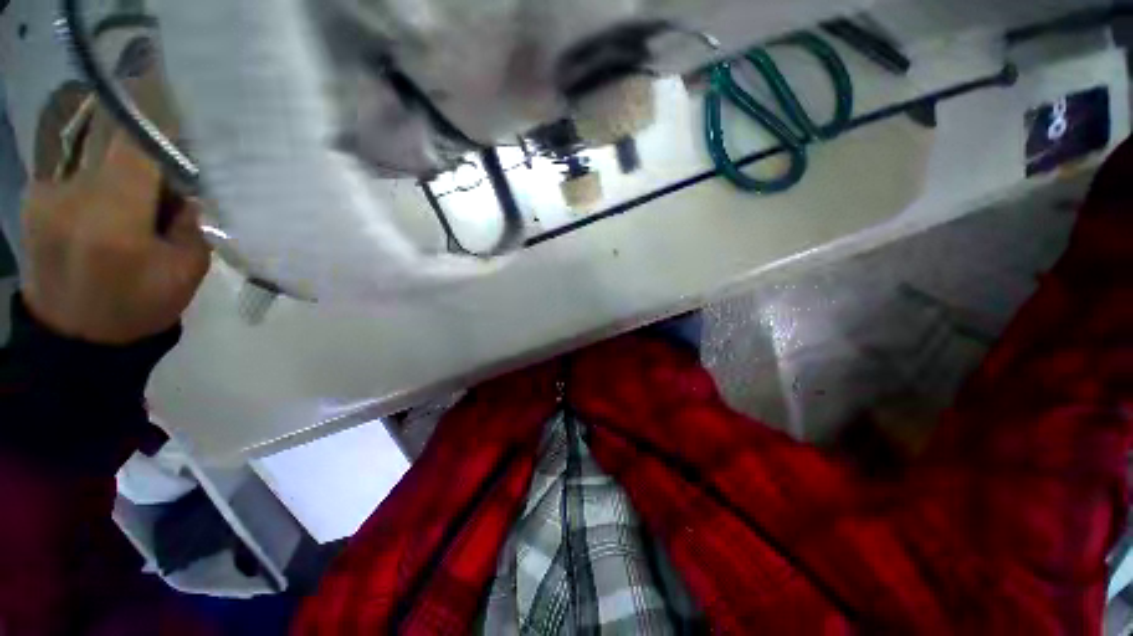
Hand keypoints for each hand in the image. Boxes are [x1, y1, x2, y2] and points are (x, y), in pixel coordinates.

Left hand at [20, 130, 210, 344]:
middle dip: (146, 154)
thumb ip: (192, 221)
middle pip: (116, 145)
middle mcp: (72, 195)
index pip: (136, 143)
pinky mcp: (33, 196)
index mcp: (113, 218)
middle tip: (166, 179)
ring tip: (132, 205)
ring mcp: (45, 193)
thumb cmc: (138, 307)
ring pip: (96, 156)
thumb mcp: (186, 270)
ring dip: (120, 169)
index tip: (184, 110)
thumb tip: (189, 185)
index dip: (161, 119)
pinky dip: (97, 178)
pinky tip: (103, 207)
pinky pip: (75, 169)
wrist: (75, 339)